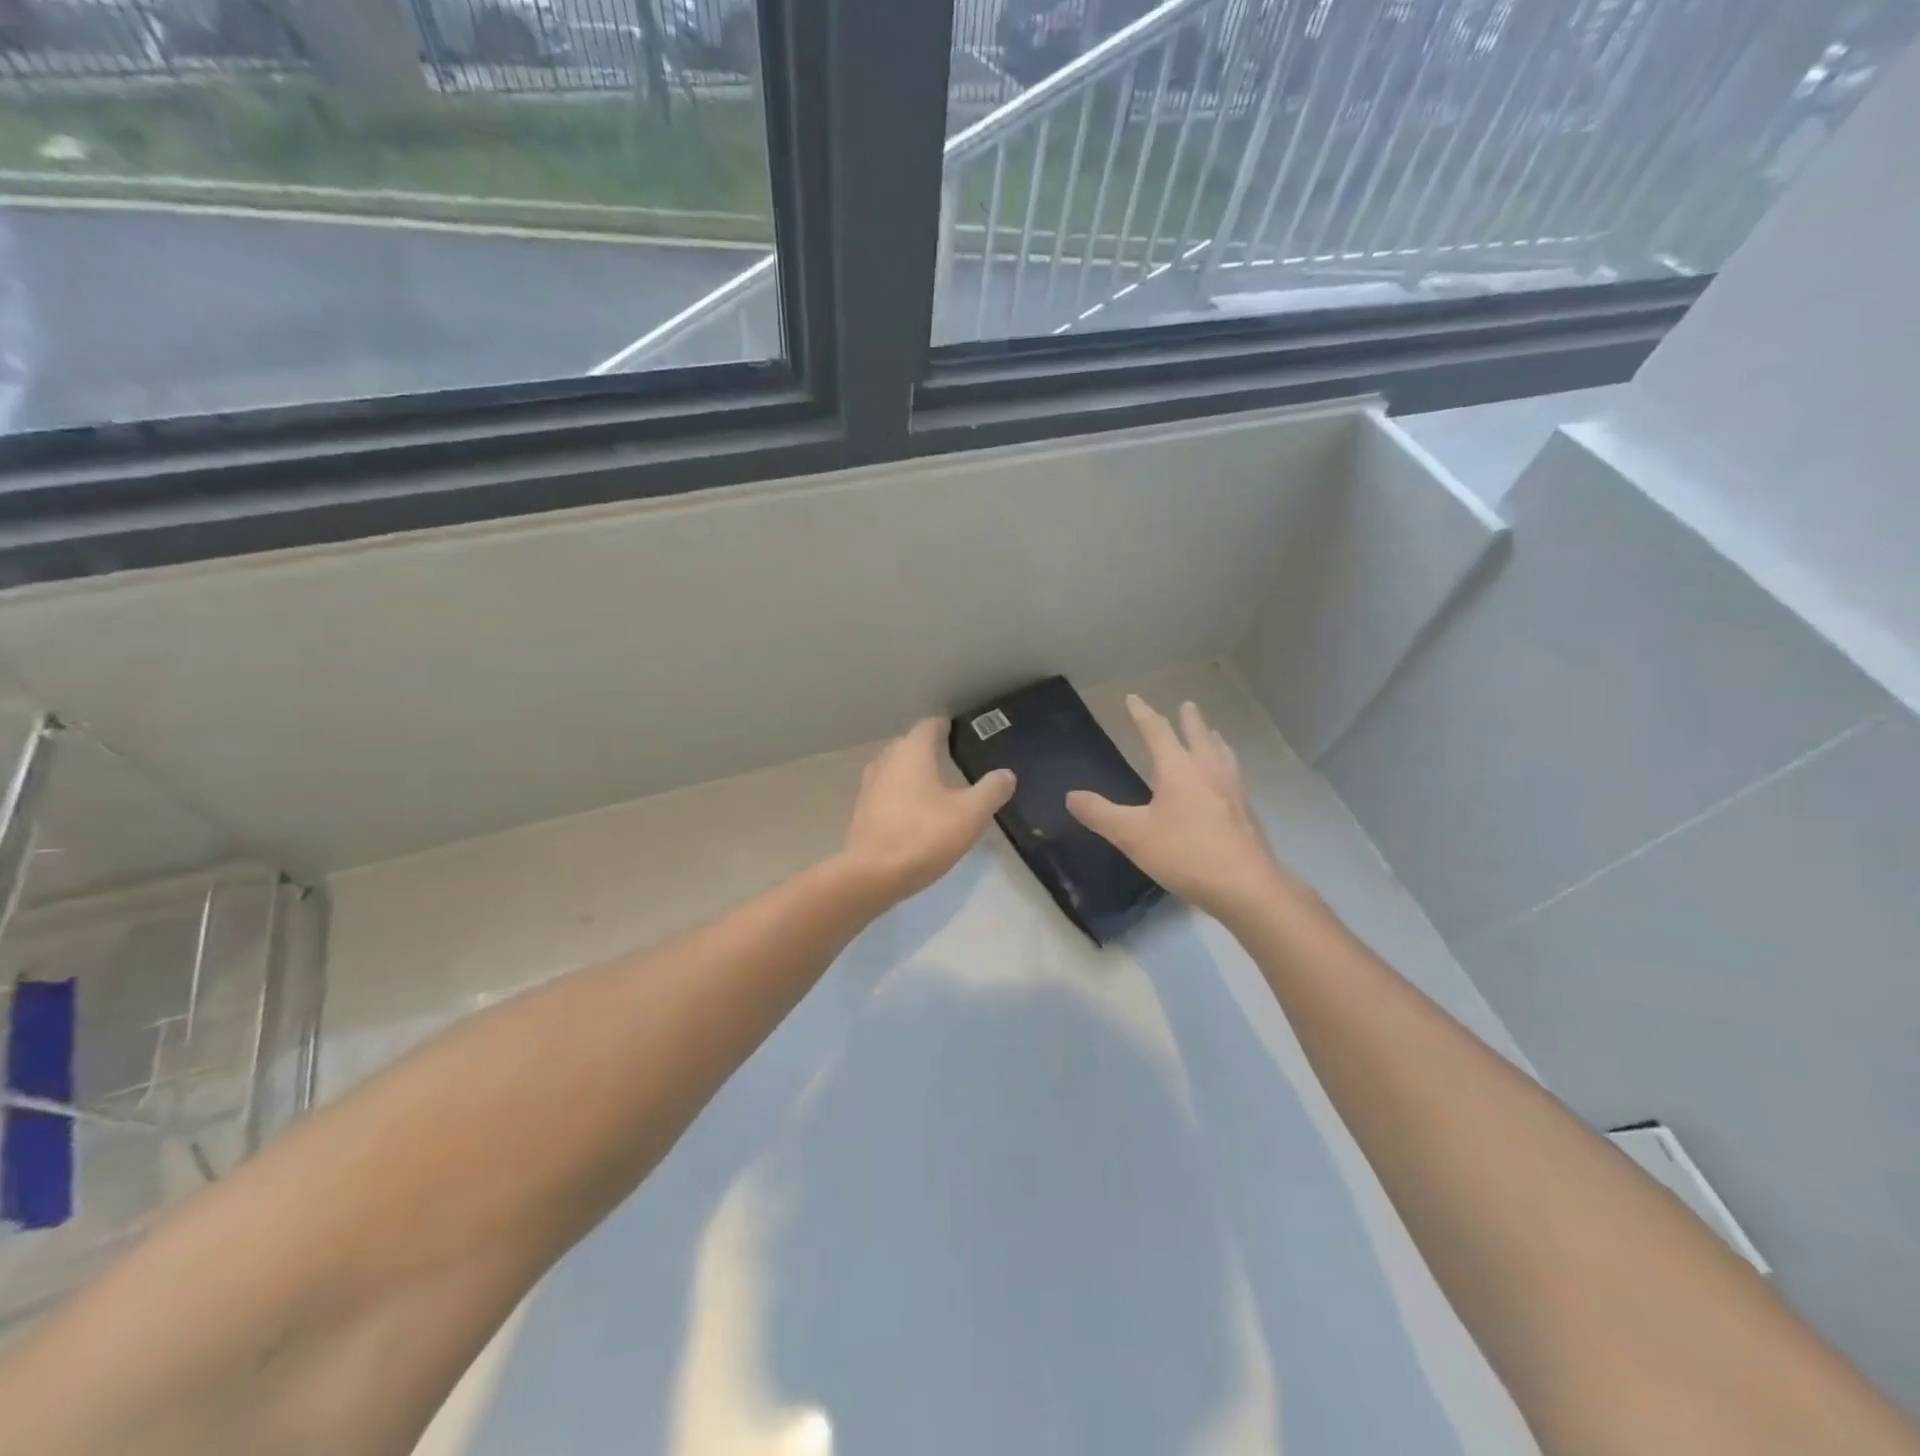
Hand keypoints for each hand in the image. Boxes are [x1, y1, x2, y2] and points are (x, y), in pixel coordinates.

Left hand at [840, 718, 1015, 904]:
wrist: (871, 875)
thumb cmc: (923, 835)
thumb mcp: (970, 814)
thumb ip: (991, 790)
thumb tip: (1006, 774)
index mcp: (911, 752)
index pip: (929, 726)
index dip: (946, 727)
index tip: (960, 733)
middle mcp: (886, 761)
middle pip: (908, 745)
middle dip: (928, 749)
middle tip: (953, 759)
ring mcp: (869, 787)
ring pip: (894, 769)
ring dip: (912, 773)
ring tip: (935, 786)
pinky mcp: (862, 812)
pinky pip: (885, 793)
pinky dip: (900, 795)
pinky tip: (915, 812)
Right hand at [1067, 696, 1289, 918]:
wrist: (1245, 886)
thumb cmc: (1185, 853)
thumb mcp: (1132, 835)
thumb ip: (1100, 814)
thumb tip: (1071, 795)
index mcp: (1178, 769)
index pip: (1157, 731)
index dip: (1143, 714)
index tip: (1133, 698)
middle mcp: (1208, 771)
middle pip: (1198, 736)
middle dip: (1189, 720)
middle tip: (1187, 705)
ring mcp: (1232, 791)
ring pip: (1222, 754)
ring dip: (1213, 740)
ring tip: (1214, 734)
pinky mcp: (1246, 813)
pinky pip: (1234, 776)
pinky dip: (1226, 765)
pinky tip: (1227, 781)